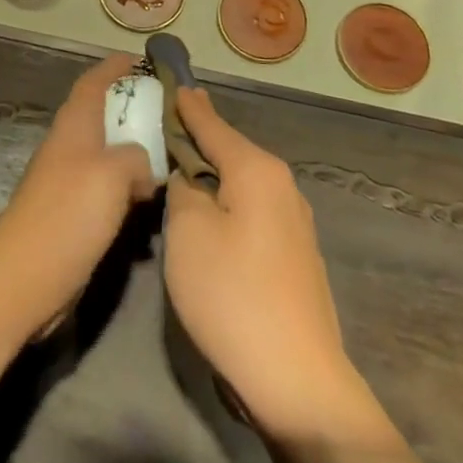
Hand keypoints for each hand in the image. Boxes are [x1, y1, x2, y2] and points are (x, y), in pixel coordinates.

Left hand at [0, 54, 156, 334]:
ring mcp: (68, 182)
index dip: (115, 67)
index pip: (94, 82)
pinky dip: (129, 186)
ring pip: (108, 154)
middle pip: (102, 115)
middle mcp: (69, 147)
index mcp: (74, 126)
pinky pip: (107, 188)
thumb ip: (136, 157)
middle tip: (172, 112)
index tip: (144, 60)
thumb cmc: (68, 215)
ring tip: (172, 155)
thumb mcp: (113, 174)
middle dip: (133, 109)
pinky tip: (151, 202)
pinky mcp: (72, 215)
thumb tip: (144, 164)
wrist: (23, 279)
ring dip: (135, 151)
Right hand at [164, 87, 392, 445]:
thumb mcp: (187, 232)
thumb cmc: (232, 295)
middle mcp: (282, 186)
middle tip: (165, 124)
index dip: (186, 105)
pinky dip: (227, 203)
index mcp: (256, 170)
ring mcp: (293, 223)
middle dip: (198, 138)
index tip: (171, 81)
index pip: (211, 123)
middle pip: (229, 150)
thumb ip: (183, 190)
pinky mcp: (294, 256)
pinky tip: (209, 216)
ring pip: (241, 182)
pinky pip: (251, 210)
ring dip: (211, 175)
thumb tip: (190, 178)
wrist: (297, 381)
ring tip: (180, 167)